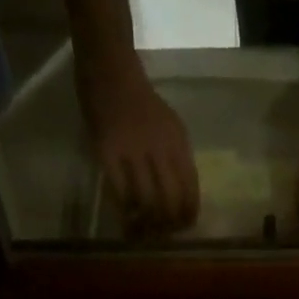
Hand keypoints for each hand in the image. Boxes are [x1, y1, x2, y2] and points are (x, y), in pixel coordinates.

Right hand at [77, 61, 199, 231]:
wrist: (110, 65)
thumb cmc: (140, 99)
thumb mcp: (169, 126)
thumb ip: (177, 158)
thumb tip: (182, 200)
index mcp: (178, 142)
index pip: (191, 191)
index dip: (188, 217)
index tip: (182, 229)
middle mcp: (160, 147)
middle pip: (171, 202)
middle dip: (168, 226)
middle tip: (161, 234)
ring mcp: (133, 149)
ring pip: (147, 202)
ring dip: (147, 224)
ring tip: (144, 232)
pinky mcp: (108, 152)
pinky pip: (121, 194)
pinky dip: (126, 215)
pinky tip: (126, 222)